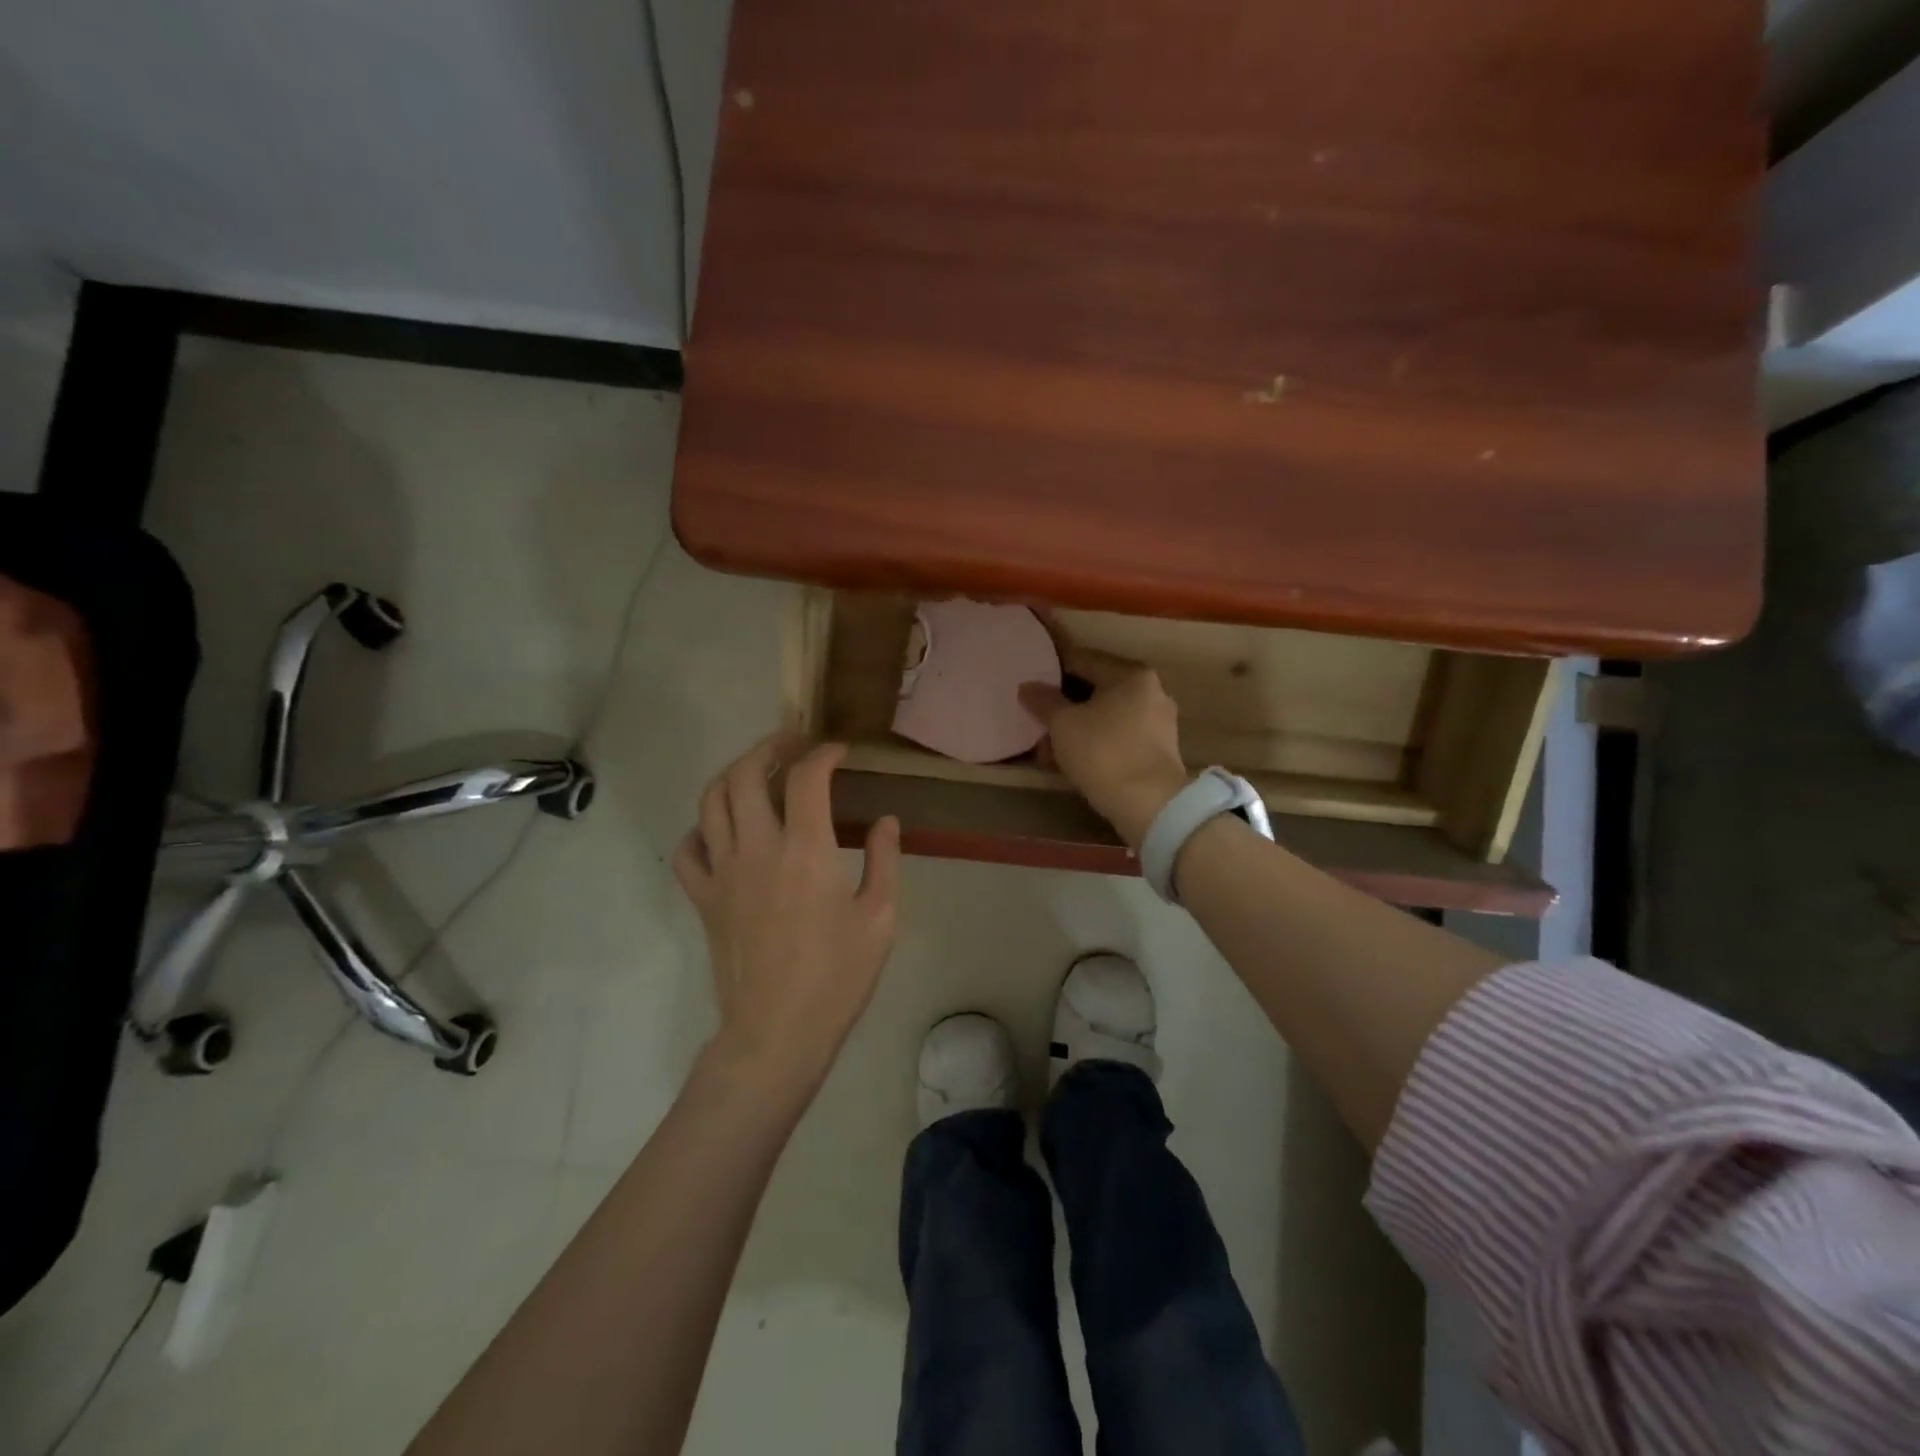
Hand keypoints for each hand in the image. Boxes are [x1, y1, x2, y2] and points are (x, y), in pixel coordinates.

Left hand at [674, 735, 900, 1093]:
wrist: (777, 1032)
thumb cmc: (837, 977)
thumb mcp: (880, 918)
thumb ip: (885, 860)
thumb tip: (886, 821)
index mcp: (806, 850)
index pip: (807, 778)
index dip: (823, 754)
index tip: (838, 752)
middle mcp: (757, 848)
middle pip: (746, 774)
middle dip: (769, 747)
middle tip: (792, 745)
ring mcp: (723, 872)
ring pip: (711, 801)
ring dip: (734, 774)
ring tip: (757, 772)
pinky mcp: (704, 898)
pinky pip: (688, 849)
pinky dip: (701, 828)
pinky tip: (722, 830)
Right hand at [1018, 648, 1189, 848]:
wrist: (1149, 805)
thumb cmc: (1103, 753)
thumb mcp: (1063, 725)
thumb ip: (1043, 701)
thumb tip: (1027, 686)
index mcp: (1131, 675)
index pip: (1084, 660)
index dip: (1053, 669)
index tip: (1032, 682)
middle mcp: (1151, 691)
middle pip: (1096, 691)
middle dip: (1064, 707)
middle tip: (1038, 723)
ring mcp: (1159, 723)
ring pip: (1106, 717)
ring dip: (1077, 729)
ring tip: (1049, 751)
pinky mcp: (1159, 751)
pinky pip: (1119, 737)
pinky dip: (1096, 744)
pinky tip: (1074, 763)